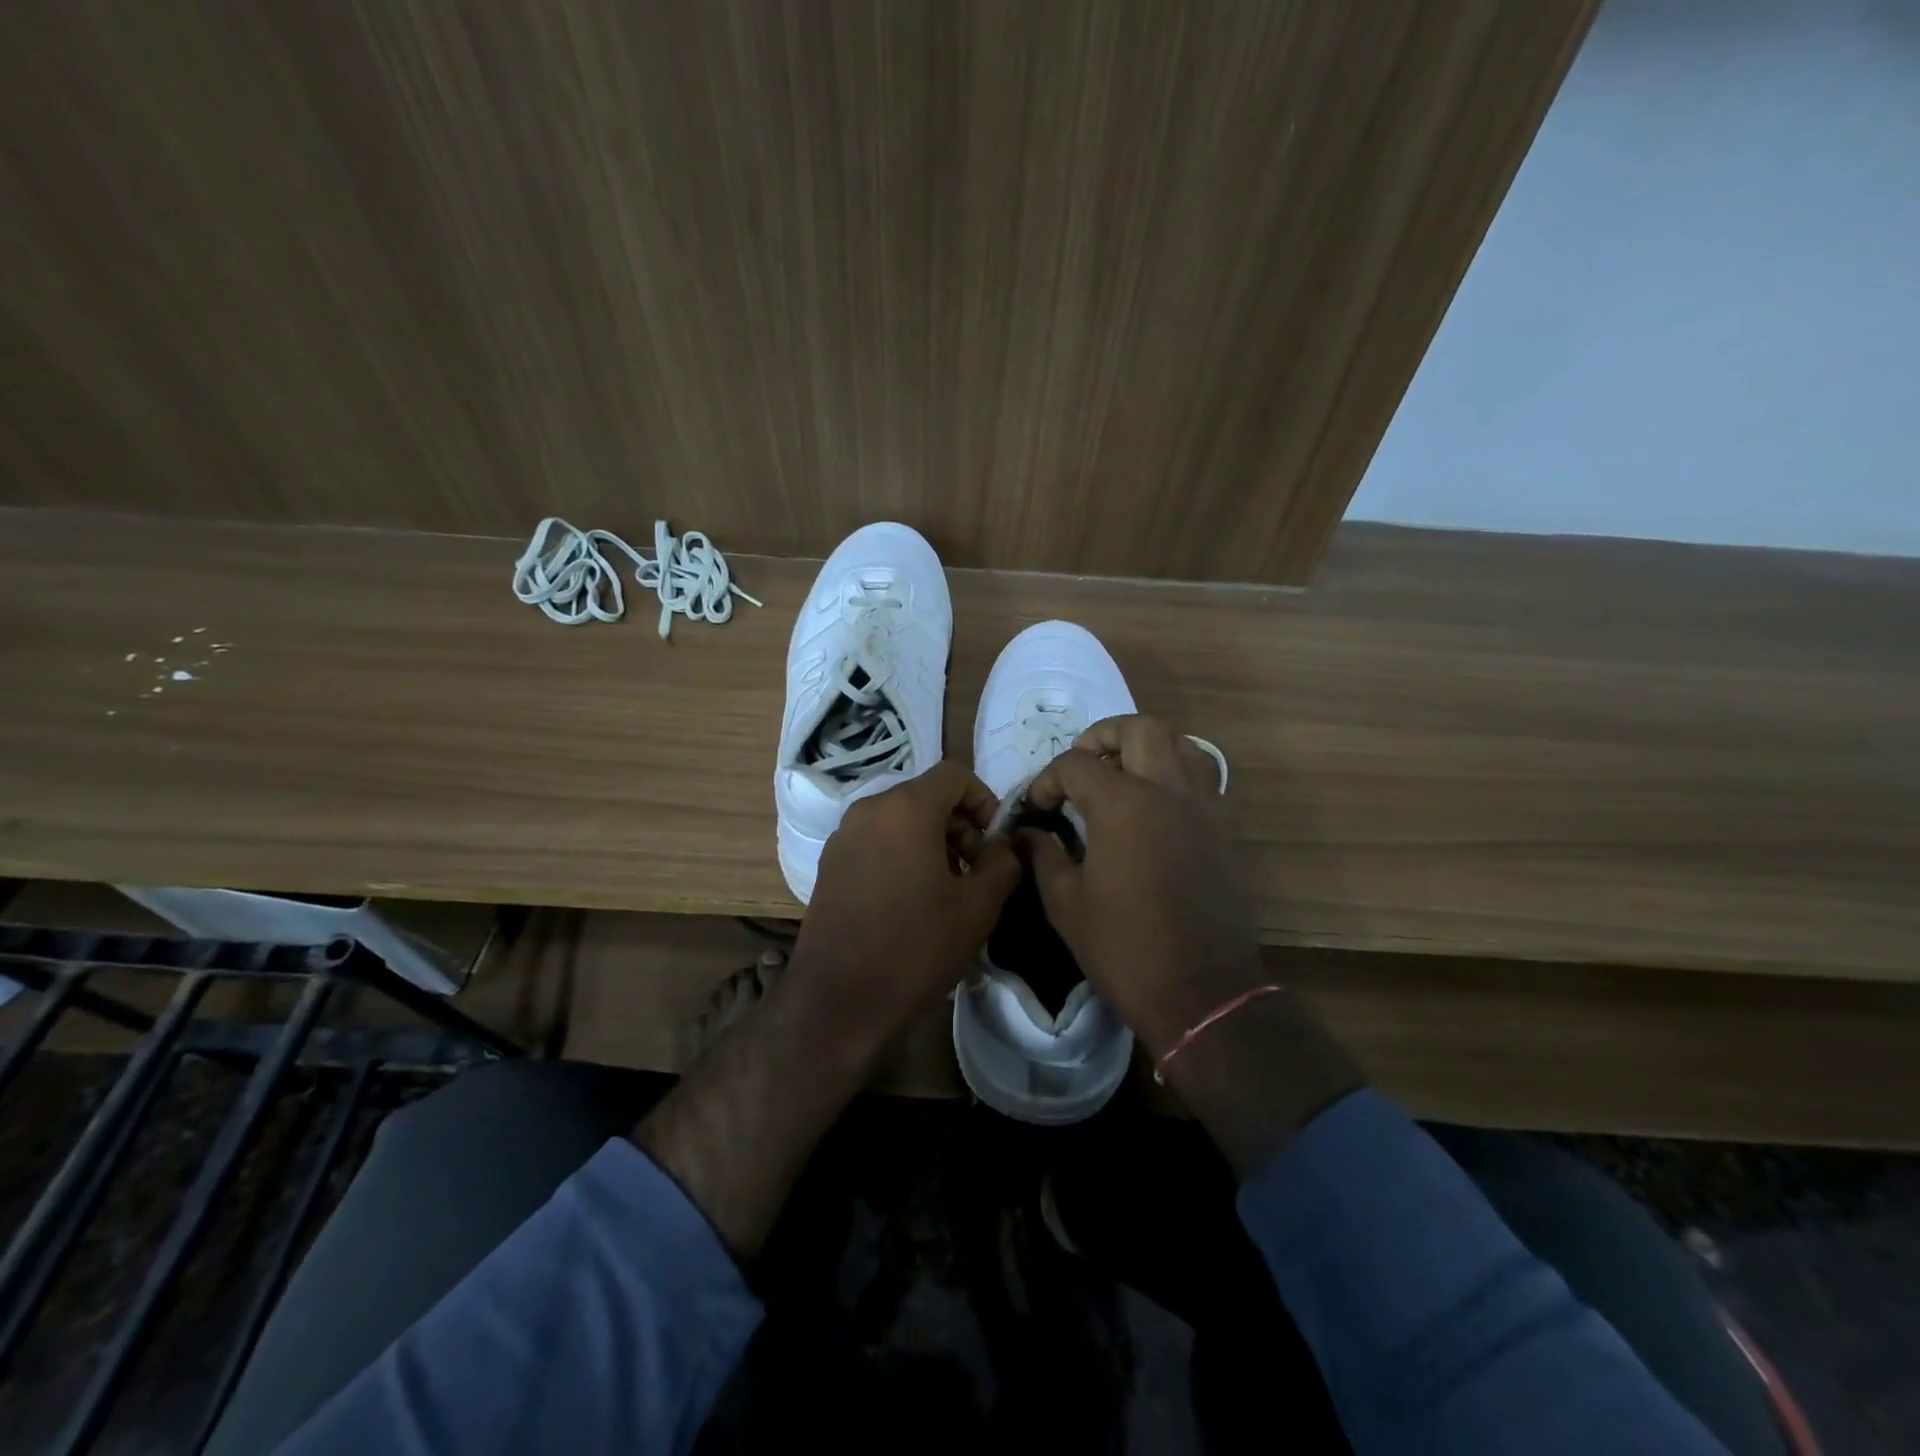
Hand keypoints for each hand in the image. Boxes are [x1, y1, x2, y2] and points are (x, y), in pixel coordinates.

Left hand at [790, 758, 1021, 1059]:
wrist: (839, 1000)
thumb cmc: (916, 946)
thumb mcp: (979, 906)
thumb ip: (1002, 862)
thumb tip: (1003, 844)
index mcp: (906, 807)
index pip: (955, 774)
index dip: (985, 800)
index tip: (994, 843)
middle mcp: (869, 809)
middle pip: (926, 796)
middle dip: (960, 825)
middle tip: (975, 872)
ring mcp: (843, 836)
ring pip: (901, 819)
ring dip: (933, 841)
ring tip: (946, 890)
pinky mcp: (830, 864)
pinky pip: (877, 841)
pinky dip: (902, 854)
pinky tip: (911, 901)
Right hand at [1019, 715, 1263, 1057]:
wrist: (1201, 991)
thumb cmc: (1124, 948)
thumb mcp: (1066, 904)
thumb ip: (1044, 856)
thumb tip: (1029, 834)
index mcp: (1122, 805)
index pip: (1077, 765)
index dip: (1048, 779)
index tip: (1038, 806)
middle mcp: (1167, 792)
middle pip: (1140, 728)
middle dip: (1103, 735)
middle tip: (1083, 762)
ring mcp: (1203, 807)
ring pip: (1182, 744)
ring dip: (1148, 746)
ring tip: (1123, 772)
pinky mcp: (1224, 830)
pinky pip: (1203, 778)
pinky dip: (1176, 773)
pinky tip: (1155, 806)